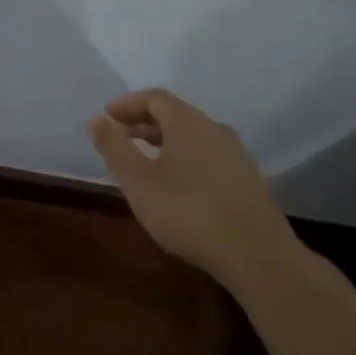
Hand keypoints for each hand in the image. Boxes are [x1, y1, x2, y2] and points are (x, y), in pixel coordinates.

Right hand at [89, 89, 294, 276]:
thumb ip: (114, 147)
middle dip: (143, 122)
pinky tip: (179, 185)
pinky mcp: (249, 181)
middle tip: (120, 137)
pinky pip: (209, 156)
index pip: (154, 97)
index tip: (106, 117)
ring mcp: (237, 155)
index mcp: (188, 122)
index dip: (127, 104)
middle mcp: (215, 129)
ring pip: (194, 136)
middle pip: (175, 114)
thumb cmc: (188, 213)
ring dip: (165, 141)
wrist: (258, 257)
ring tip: (145, 161)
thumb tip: (96, 119)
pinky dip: (186, 158)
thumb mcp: (138, 182)